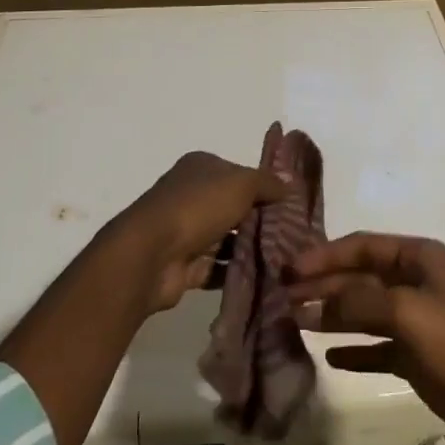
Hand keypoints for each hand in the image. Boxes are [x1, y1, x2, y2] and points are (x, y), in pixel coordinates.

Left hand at [113, 151, 287, 312]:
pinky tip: (265, 277)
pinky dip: (237, 271)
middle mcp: (192, 195)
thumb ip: (267, 183)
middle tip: (292, 235)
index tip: (290, 204)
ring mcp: (187, 231)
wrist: (152, 255)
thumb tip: (289, 184)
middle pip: (234, 207)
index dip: (263, 186)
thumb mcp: (241, 183)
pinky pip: (218, 267)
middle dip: (260, 220)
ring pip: (227, 238)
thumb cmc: (197, 207)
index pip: (239, 173)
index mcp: (201, 167)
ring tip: (285, 259)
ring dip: (251, 248)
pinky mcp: (186, 265)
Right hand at [289, 232, 444, 444]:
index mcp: (419, 258)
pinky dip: (355, 349)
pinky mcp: (419, 357)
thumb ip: (360, 301)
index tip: (289, 268)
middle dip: (324, 285)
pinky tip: (329, 355)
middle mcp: (416, 283)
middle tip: (284, 296)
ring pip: (365, 311)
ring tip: (295, 321)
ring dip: (333, 315)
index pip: (361, 246)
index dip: (324, 255)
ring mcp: (418, 321)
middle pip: (360, 277)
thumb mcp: (409, 313)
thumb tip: (316, 299)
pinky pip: (378, 347)